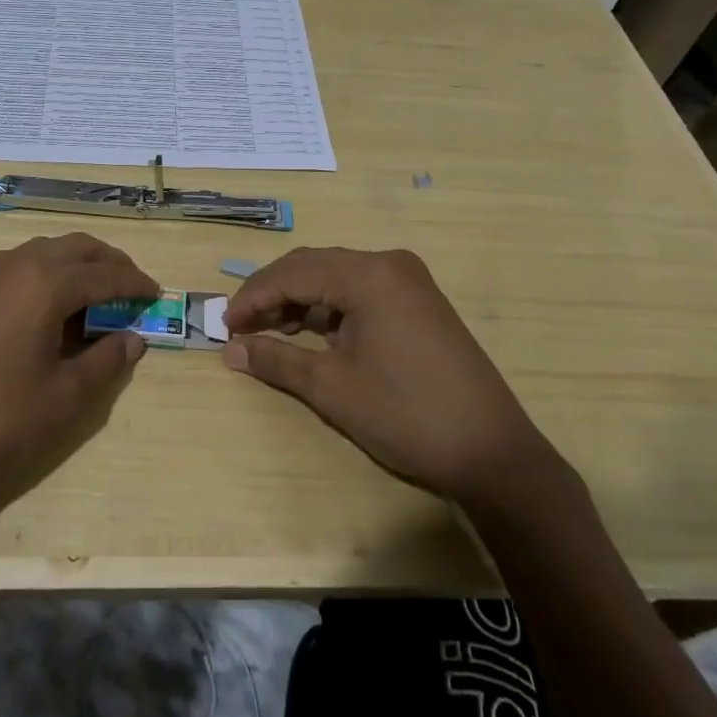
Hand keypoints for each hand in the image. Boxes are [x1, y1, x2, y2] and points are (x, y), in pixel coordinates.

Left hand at [0, 233, 156, 516]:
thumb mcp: (63, 398)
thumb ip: (105, 361)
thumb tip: (134, 338)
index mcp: (45, 282)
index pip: (106, 273)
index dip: (136, 284)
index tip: (157, 295)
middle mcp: (16, 264)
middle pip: (76, 248)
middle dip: (109, 263)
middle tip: (131, 289)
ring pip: (44, 252)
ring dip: (76, 265)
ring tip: (96, 298)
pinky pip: (18, 267)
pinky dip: (46, 274)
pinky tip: (50, 309)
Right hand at [221, 247, 546, 501]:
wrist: (492, 453)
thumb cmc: (406, 415)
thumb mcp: (332, 388)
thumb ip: (277, 359)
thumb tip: (230, 350)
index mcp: (370, 274)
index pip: (294, 272)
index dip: (253, 296)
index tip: (224, 324)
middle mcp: (390, 264)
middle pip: (314, 266)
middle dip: (273, 294)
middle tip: (241, 326)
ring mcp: (409, 281)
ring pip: (336, 277)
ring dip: (300, 301)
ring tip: (271, 332)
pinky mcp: (419, 302)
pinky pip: (360, 292)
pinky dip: (330, 309)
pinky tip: (313, 334)